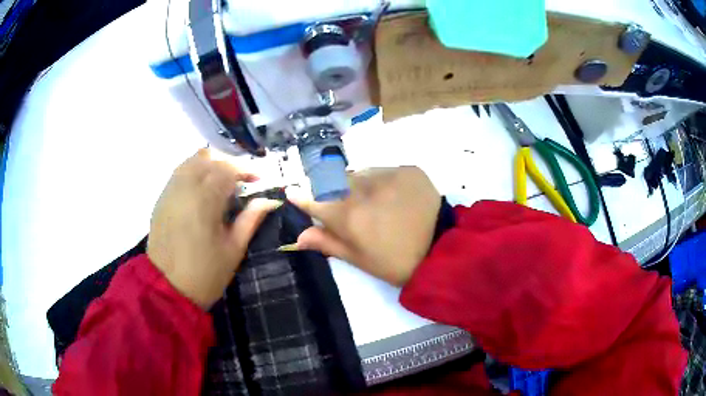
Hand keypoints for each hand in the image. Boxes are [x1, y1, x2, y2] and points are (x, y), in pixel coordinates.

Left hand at [147, 149, 280, 307]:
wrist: (167, 288)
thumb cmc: (205, 274)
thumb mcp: (234, 250)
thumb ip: (250, 219)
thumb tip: (268, 200)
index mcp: (205, 201)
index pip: (227, 169)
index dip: (246, 170)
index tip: (259, 181)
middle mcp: (184, 188)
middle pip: (209, 158)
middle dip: (229, 165)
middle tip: (242, 182)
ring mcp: (170, 191)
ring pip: (191, 161)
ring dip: (211, 165)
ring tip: (222, 182)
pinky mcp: (161, 198)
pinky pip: (179, 172)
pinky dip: (195, 172)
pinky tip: (203, 189)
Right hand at [292, 167, 440, 285]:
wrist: (443, 249)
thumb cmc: (396, 262)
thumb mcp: (359, 260)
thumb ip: (327, 243)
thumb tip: (298, 236)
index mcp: (348, 216)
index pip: (312, 199)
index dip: (301, 197)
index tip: (293, 194)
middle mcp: (363, 188)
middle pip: (332, 180)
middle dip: (329, 189)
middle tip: (342, 205)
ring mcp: (388, 175)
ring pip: (358, 173)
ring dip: (356, 184)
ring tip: (372, 202)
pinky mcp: (408, 169)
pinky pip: (383, 170)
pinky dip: (380, 181)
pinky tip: (393, 196)